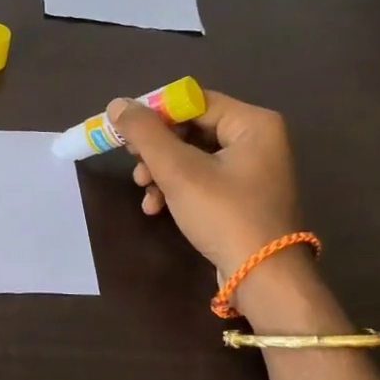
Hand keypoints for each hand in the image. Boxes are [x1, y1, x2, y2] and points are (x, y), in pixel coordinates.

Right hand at [107, 89, 319, 315]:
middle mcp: (257, 139)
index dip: (155, 114)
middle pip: (191, 129)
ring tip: (144, 190)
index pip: (193, 101)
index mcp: (252, 123)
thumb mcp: (178, 171)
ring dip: (161, 171)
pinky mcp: (241, 195)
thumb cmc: (224, 215)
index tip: (126, 134)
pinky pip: (201, 177)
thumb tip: (117, 104)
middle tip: (134, 165)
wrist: (262, 277)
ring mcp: (251, 169)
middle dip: (156, 149)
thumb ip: (145, 134)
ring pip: (191, 156)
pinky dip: (176, 188)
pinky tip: (156, 207)